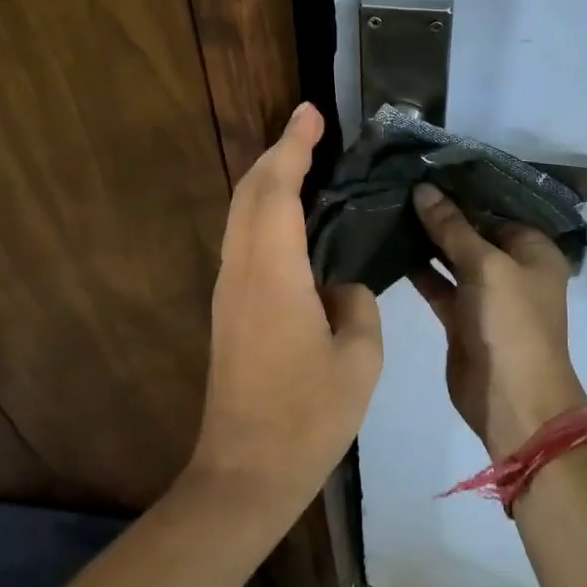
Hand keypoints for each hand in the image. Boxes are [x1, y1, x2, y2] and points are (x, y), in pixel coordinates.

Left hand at [189, 103, 382, 518]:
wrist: (244, 474)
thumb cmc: (307, 417)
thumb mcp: (358, 359)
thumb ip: (356, 304)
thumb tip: (340, 286)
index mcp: (273, 275)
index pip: (277, 190)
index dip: (293, 147)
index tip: (311, 113)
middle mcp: (241, 271)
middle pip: (249, 193)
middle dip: (277, 154)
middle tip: (312, 131)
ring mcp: (229, 292)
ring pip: (241, 216)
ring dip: (268, 182)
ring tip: (306, 164)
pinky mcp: (229, 312)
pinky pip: (245, 242)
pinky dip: (266, 214)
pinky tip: (295, 221)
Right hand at [409, 184, 586, 459]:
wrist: (512, 400)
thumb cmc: (511, 323)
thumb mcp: (486, 266)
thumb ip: (453, 228)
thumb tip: (424, 189)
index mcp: (534, 249)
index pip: (496, 207)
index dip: (463, 189)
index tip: (426, 167)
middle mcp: (513, 267)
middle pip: (474, 230)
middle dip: (441, 212)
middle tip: (400, 183)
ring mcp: (486, 294)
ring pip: (453, 257)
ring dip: (427, 239)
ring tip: (390, 207)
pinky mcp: (461, 317)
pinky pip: (439, 284)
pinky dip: (419, 269)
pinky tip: (390, 247)